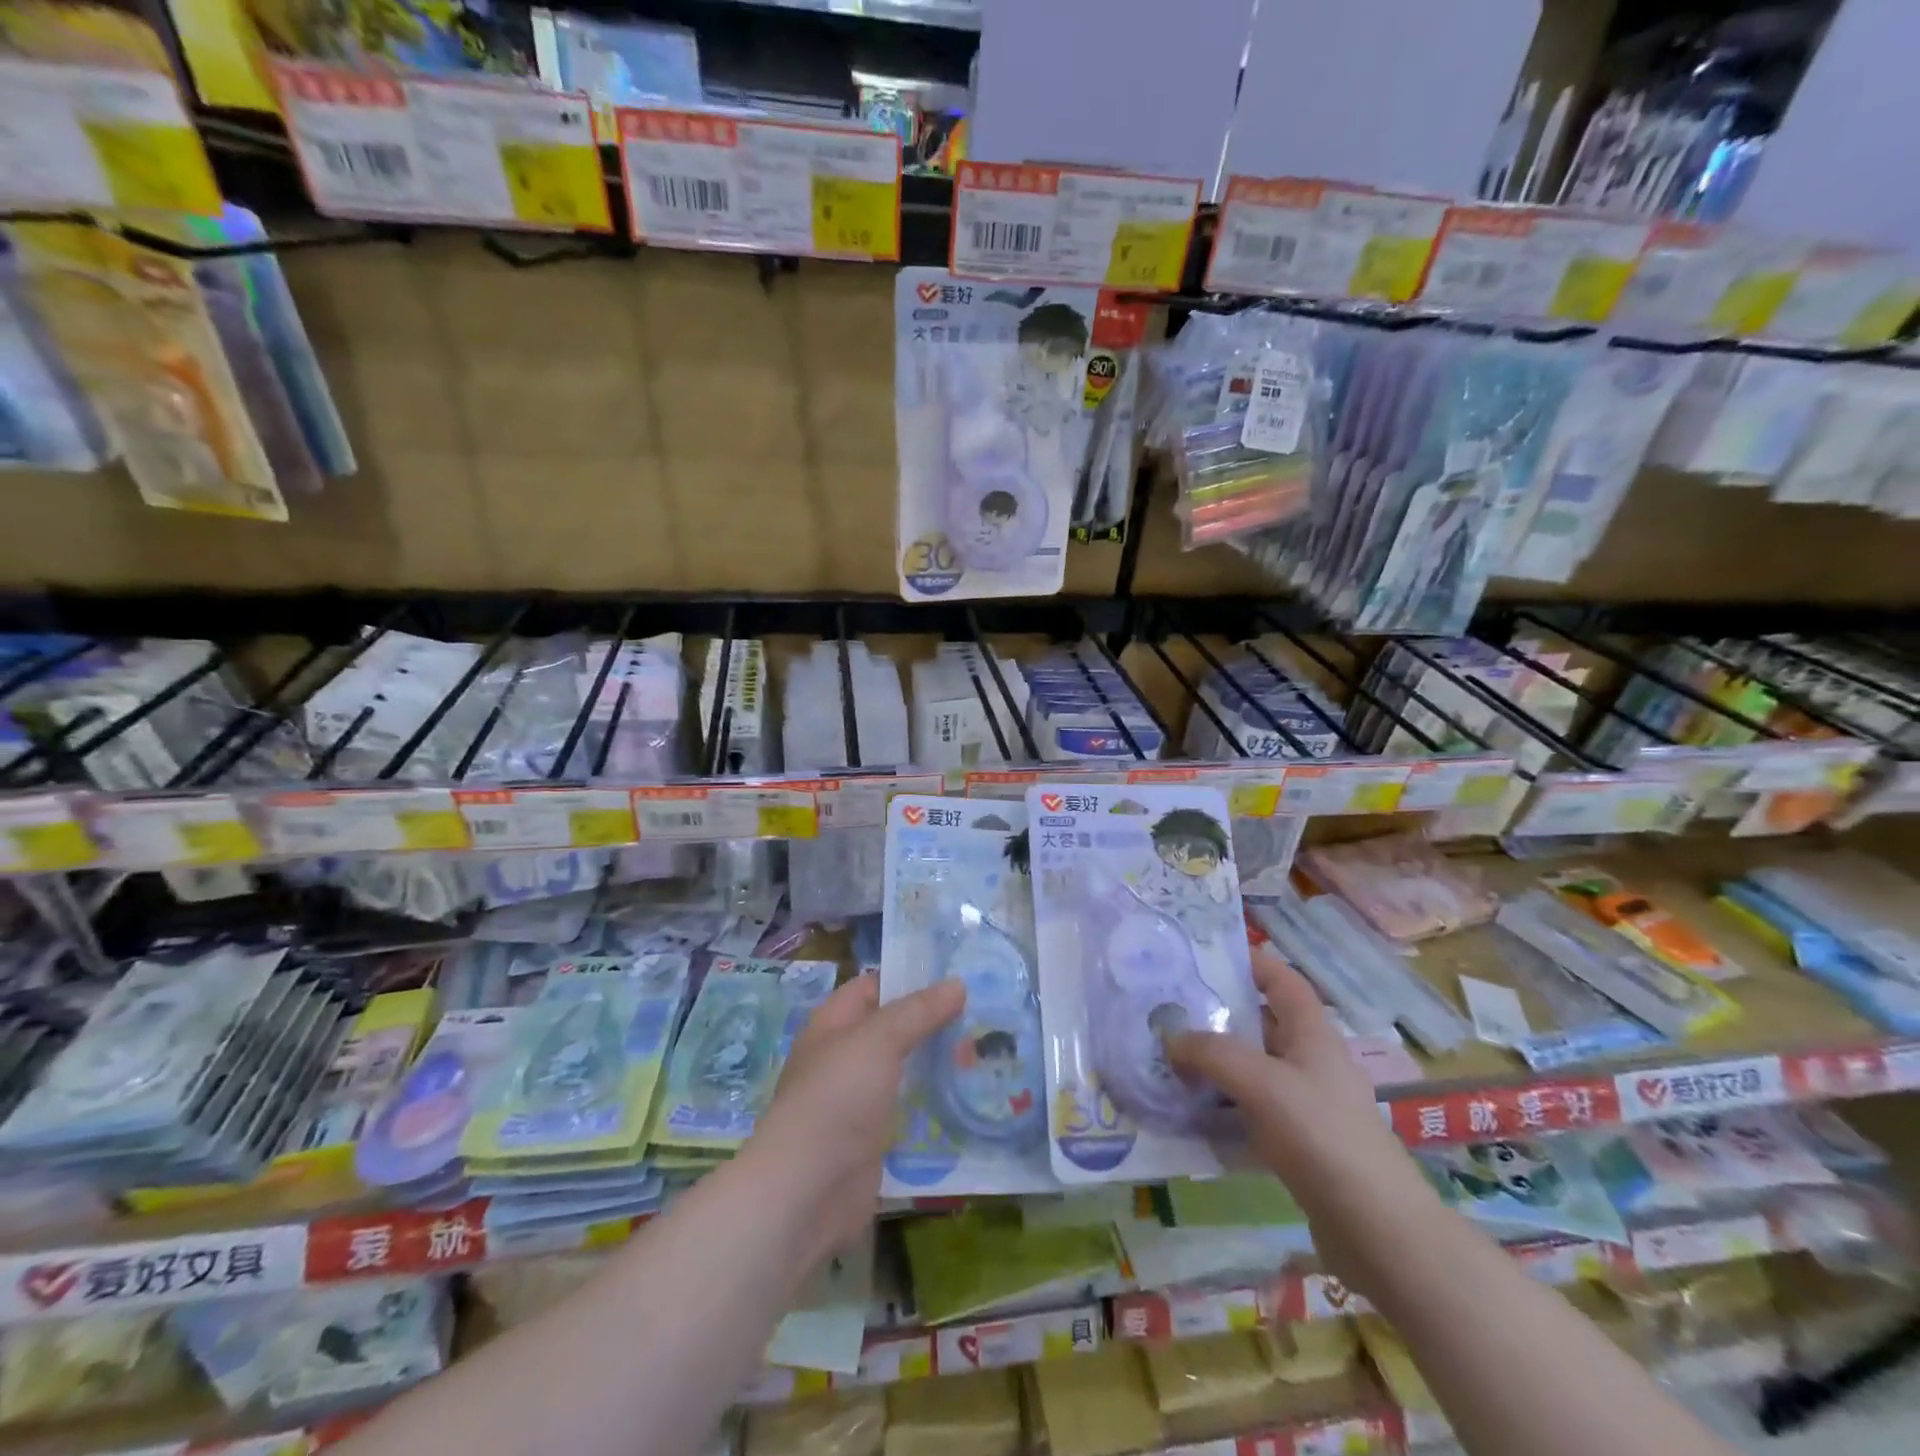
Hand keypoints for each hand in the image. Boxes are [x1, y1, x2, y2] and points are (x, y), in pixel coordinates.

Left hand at [741, 975, 963, 1268]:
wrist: (807, 1190)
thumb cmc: (836, 1098)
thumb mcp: (878, 1040)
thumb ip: (918, 1012)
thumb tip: (957, 984)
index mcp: (834, 1025)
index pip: (874, 988)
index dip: (910, 979)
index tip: (957, 977)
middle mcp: (845, 1058)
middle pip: (894, 1031)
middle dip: (933, 1024)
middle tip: (984, 1018)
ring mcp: (859, 1102)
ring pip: (906, 1072)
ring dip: (938, 1065)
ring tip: (987, 1055)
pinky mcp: (875, 1140)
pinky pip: (910, 1112)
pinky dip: (935, 1105)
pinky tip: (970, 1099)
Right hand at [1167, 942, 1441, 1291]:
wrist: (1377, 1230)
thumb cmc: (1323, 1137)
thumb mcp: (1262, 1083)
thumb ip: (1212, 1054)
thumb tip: (1171, 1038)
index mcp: (1312, 1033)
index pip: (1281, 979)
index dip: (1249, 961)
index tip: (1204, 956)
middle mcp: (1310, 1060)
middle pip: (1260, 1021)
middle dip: (1217, 1013)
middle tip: (1167, 1009)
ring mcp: (1305, 1103)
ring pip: (1251, 1067)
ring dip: (1214, 1062)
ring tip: (1167, 1057)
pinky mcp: (1298, 1142)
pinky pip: (1250, 1108)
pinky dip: (1221, 1104)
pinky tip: (1189, 1112)